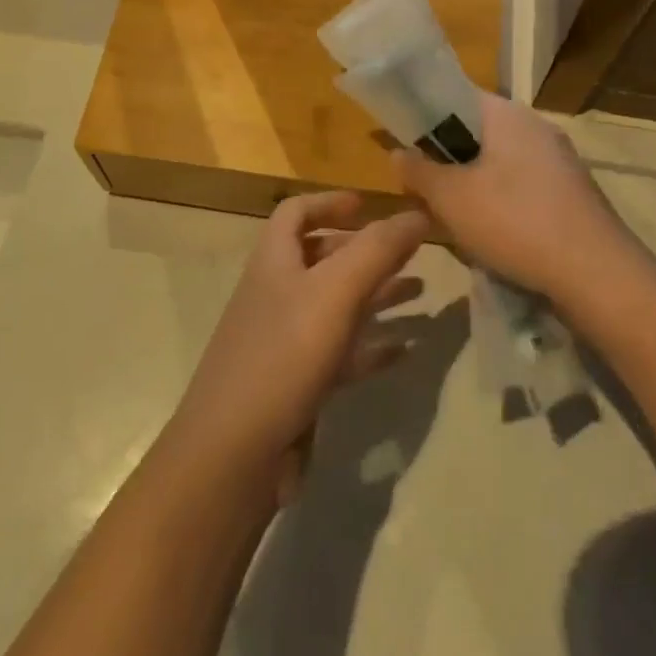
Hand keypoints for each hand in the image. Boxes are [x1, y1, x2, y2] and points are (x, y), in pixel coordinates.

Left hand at [165, 192, 429, 504]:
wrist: (234, 453)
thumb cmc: (282, 357)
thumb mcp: (334, 293)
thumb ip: (377, 250)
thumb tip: (418, 212)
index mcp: (275, 261)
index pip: (296, 212)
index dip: (330, 202)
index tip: (370, 205)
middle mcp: (278, 294)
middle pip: (322, 258)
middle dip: (365, 250)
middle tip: (411, 251)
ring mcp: (286, 341)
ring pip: (337, 306)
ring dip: (376, 294)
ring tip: (421, 292)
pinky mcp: (298, 384)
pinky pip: (342, 354)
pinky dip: (372, 346)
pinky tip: (406, 349)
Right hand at [393, 92, 640, 312]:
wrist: (597, 275)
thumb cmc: (515, 222)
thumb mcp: (451, 198)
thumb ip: (418, 171)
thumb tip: (397, 152)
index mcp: (507, 115)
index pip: (455, 95)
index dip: (423, 114)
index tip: (401, 140)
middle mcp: (536, 127)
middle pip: (476, 130)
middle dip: (445, 155)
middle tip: (420, 183)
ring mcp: (558, 160)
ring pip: (498, 160)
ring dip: (470, 180)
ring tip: (448, 211)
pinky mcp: (570, 192)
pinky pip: (521, 183)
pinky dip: (498, 198)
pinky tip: (488, 230)